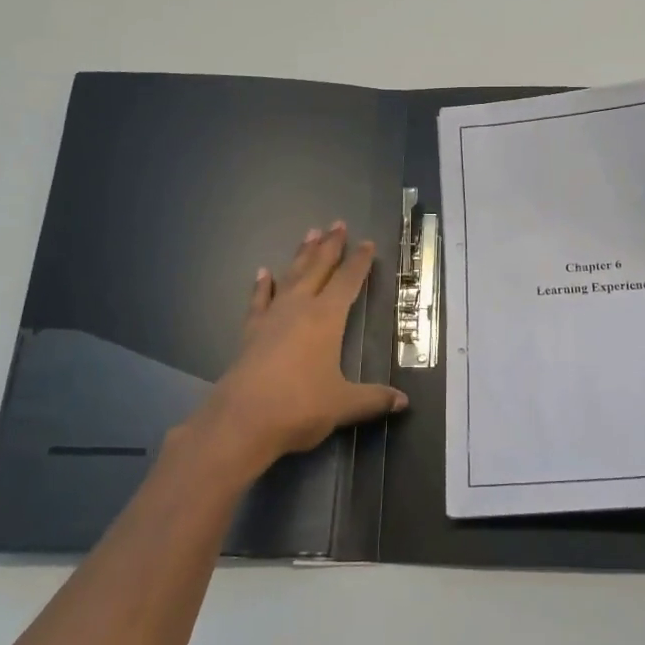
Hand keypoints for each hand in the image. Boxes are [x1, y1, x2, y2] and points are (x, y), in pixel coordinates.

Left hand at [188, 221, 407, 473]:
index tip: (367, 243)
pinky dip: (262, 286)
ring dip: (301, 255)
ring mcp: (271, 318)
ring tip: (309, 233)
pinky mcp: (251, 333)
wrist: (241, 421)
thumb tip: (403, 402)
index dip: (359, 263)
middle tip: (337, 223)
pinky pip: (259, 300)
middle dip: (330, 246)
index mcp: (326, 319)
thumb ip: (373, 399)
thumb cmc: (299, 406)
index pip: (347, 282)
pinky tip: (263, 273)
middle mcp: (299, 309)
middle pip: (318, 269)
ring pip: (291, 277)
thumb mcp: (343, 404)